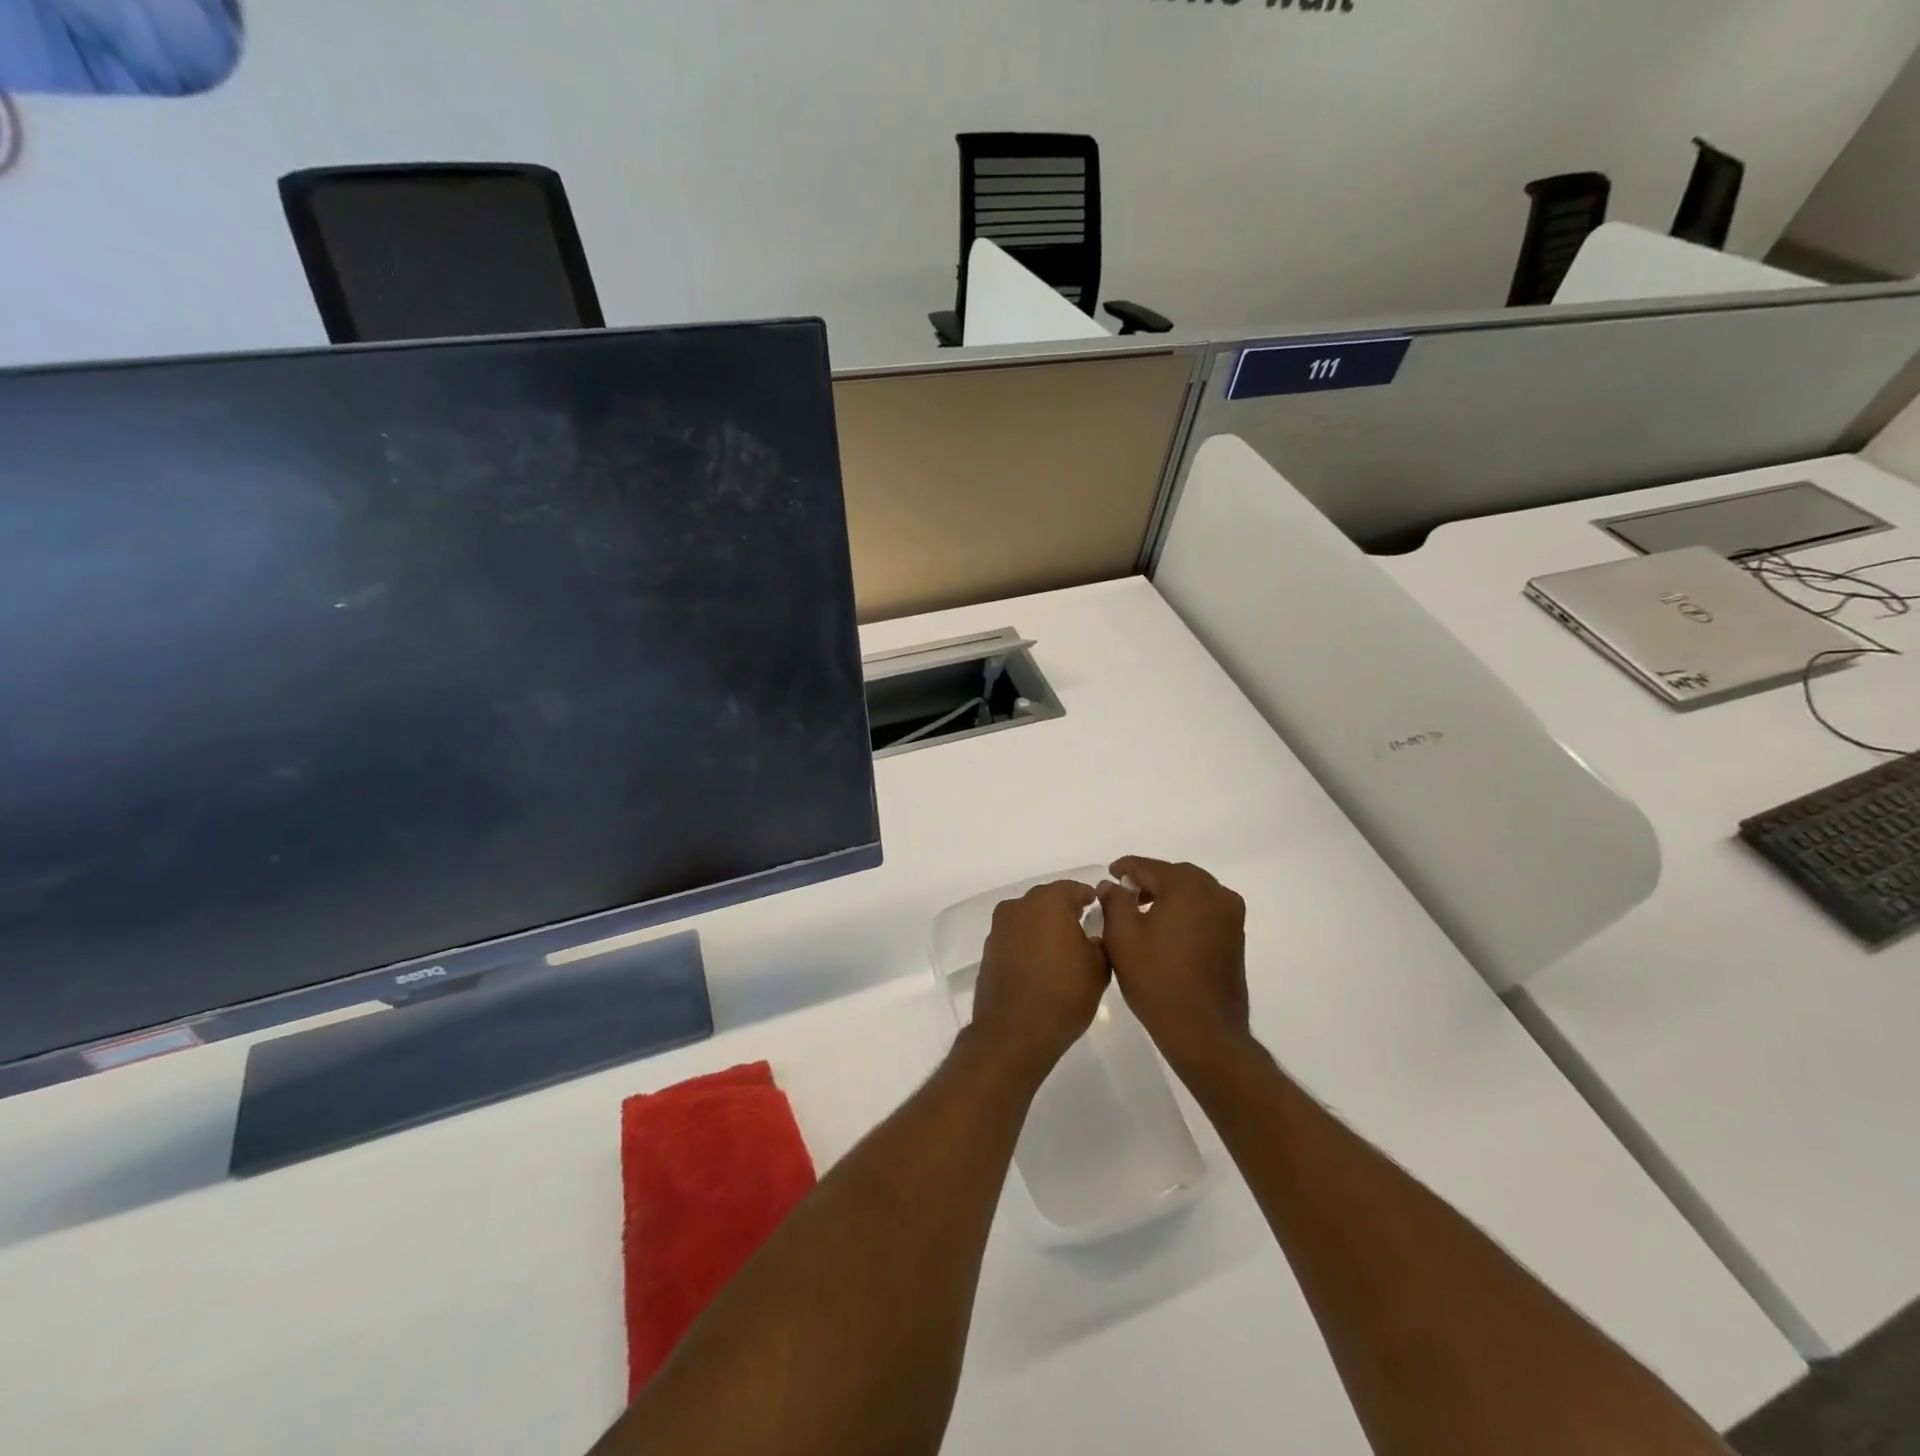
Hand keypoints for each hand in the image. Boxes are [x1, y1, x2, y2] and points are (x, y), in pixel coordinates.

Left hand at [966, 881, 1109, 1087]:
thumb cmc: (1063, 994)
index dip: (1091, 899)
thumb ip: (1101, 939)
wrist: (1014, 1034)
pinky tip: (1042, 967)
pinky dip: (1029, 945)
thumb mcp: (1099, 967)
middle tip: (1086, 933)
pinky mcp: (989, 950)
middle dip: (1067, 913)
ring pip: (1030, 919)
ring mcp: (999, 928)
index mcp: (1047, 902)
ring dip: (1046, 929)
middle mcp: (1018, 906)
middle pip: (1049, 901)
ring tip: (1065, 953)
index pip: (1075, 889)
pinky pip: (1016, 938)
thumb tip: (1093, 934)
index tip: (1103, 914)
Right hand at [1098, 857, 1251, 1079]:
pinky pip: (1206, 910)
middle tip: (1125, 893)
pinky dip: (1185, 911)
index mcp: (1187, 887)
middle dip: (1149, 880)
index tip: (1109, 875)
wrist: (1204, 1030)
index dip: (1125, 868)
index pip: (1149, 867)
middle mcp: (1215, 893)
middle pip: (1175, 875)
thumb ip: (1114, 901)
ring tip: (1143, 913)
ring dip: (1168, 895)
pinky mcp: (1236, 937)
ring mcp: (1231, 915)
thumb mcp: (1122, 937)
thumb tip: (1111, 884)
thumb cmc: (1157, 979)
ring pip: (1193, 892)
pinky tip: (1166, 930)